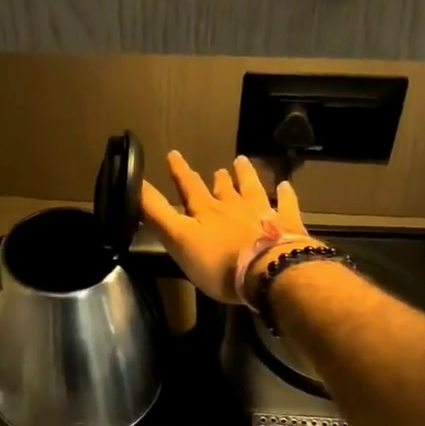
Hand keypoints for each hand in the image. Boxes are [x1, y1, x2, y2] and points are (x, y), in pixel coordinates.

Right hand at [140, 150, 310, 302]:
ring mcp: (263, 213)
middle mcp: (233, 206)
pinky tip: (286, 185)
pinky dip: (285, 194)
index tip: (173, 154)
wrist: (268, 271)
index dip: (179, 172)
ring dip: (246, 176)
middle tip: (217, 168)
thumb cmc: (218, 262)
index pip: (189, 187)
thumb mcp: (178, 239)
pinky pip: (286, 204)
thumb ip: (158, 213)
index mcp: (206, 211)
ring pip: (252, 189)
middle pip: (223, 188)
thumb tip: (136, 183)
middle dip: (217, 178)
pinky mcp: (287, 225)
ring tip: (242, 162)